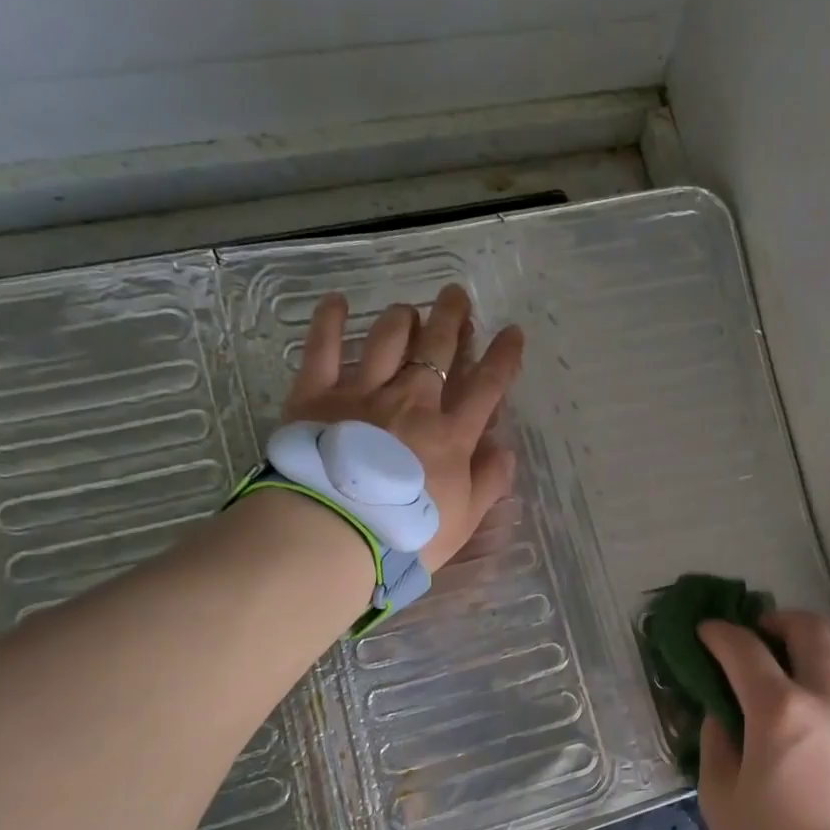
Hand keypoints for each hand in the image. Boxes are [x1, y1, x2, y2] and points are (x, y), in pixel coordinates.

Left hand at [281, 284, 523, 571]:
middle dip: (452, 319)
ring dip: (402, 319)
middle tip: (457, 295)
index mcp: (450, 434)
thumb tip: (505, 449)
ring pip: (387, 341)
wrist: (334, 533)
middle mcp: (412, 402)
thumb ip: (488, 483)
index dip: (503, 358)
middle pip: (437, 350)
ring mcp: (363, 393)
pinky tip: (335, 302)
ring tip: (409, 309)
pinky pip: (322, 348)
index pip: (486, 387)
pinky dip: (329, 321)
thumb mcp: (463, 520)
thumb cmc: (406, 534)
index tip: (513, 332)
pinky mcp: (316, 395)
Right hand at [697, 612, 829, 829]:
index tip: (703, 632)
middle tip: (749, 638)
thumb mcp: (721, 799)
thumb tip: (720, 712)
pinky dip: (826, 672)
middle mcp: (828, 701)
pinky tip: (802, 701)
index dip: (719, 633)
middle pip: (810, 629)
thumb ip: (716, 741)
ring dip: (806, 643)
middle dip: (774, 620)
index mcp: (782, 713)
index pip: (746, 649)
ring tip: (778, 663)